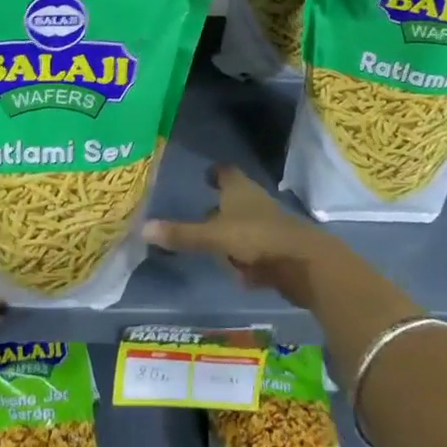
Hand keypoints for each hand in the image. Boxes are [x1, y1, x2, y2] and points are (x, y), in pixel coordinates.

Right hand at [141, 165, 347, 309]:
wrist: (305, 264)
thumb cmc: (257, 239)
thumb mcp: (213, 238)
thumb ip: (182, 235)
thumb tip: (142, 229)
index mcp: (239, 189)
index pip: (225, 172)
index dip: (214, 172)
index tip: (205, 176)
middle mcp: (255, 202)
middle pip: (235, 199)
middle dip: (219, 208)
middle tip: (200, 216)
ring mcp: (270, 226)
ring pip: (245, 226)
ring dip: (232, 235)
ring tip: (214, 248)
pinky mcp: (279, 250)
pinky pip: (256, 250)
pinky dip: (246, 258)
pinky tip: (238, 273)